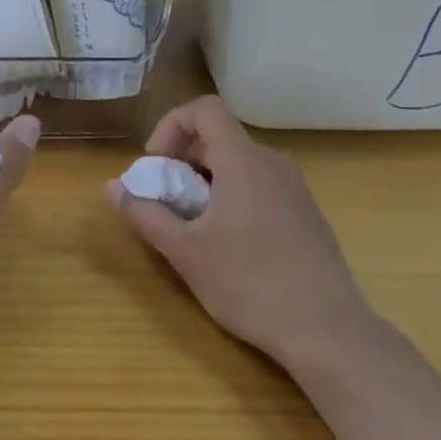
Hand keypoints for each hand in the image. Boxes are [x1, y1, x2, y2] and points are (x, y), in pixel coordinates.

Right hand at [108, 95, 371, 369]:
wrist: (328, 330)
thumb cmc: (250, 284)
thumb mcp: (185, 252)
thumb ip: (146, 214)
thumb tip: (112, 187)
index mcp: (243, 160)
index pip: (204, 109)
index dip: (171, 126)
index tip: (157, 166)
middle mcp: (272, 162)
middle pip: (219, 136)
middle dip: (182, 159)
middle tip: (166, 200)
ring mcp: (294, 187)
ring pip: (238, 162)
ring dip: (205, 180)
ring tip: (193, 225)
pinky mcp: (306, 211)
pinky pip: (259, 184)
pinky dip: (232, 195)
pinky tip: (228, 242)